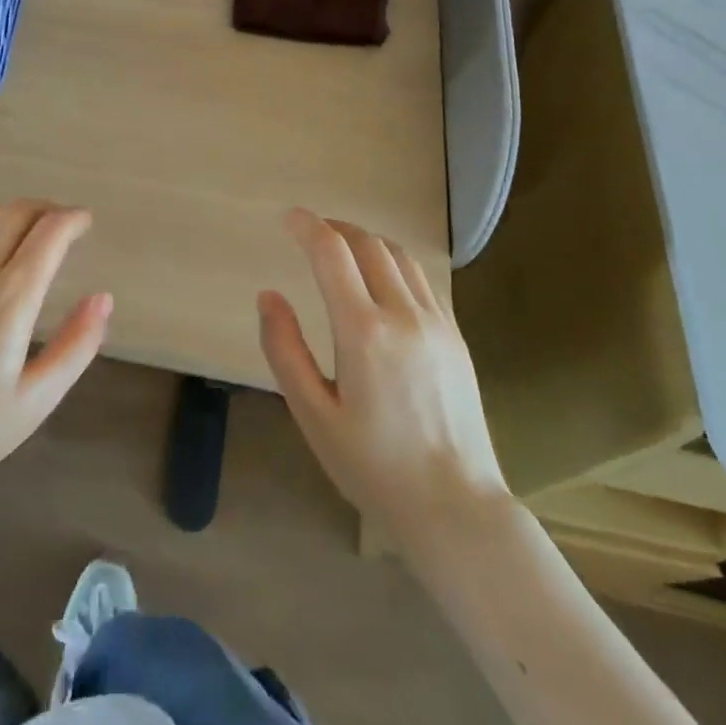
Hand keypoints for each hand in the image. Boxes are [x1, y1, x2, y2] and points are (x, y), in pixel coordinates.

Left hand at [0, 200, 111, 507]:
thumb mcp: (36, 400)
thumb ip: (77, 345)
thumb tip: (103, 298)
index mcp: (9, 299)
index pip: (49, 233)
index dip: (72, 219)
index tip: (84, 221)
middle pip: (14, 212)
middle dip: (44, 210)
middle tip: (58, 226)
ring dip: (5, 215)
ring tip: (17, 236)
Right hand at [258, 209, 508, 533]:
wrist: (456, 507)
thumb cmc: (373, 466)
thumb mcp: (313, 414)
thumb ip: (285, 350)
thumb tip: (268, 296)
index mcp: (363, 331)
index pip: (332, 253)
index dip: (307, 227)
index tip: (289, 218)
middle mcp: (403, 314)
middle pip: (368, 244)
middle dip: (336, 229)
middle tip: (312, 233)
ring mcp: (437, 323)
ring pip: (400, 257)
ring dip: (367, 241)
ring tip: (344, 249)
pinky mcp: (457, 337)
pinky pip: (422, 280)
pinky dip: (394, 263)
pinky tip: (382, 281)